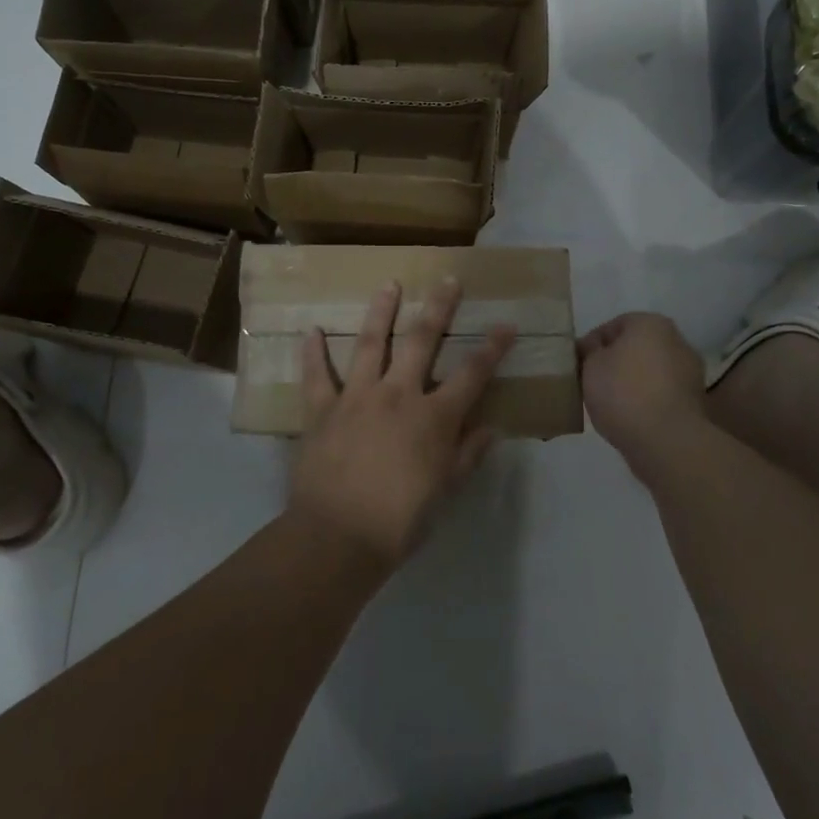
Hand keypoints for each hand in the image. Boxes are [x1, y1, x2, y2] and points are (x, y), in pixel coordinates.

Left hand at [289, 278, 509, 571]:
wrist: (337, 538)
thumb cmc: (399, 521)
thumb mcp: (445, 492)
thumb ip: (468, 455)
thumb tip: (493, 428)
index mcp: (433, 417)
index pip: (472, 374)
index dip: (492, 348)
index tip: (506, 324)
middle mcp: (398, 394)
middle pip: (422, 341)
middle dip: (438, 308)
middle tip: (446, 279)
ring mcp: (357, 397)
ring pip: (371, 344)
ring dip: (381, 311)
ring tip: (389, 284)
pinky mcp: (322, 409)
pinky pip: (316, 375)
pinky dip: (313, 353)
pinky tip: (311, 330)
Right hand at [579, 313, 708, 469]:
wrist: (667, 442)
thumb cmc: (624, 392)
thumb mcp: (590, 365)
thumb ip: (589, 351)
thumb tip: (593, 349)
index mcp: (651, 323)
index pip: (613, 326)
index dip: (591, 345)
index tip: (578, 365)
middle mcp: (676, 341)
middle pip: (635, 348)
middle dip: (615, 363)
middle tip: (591, 382)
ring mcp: (690, 373)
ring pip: (650, 372)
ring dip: (633, 383)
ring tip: (609, 404)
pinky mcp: (696, 403)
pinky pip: (662, 395)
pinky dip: (647, 402)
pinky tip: (630, 418)